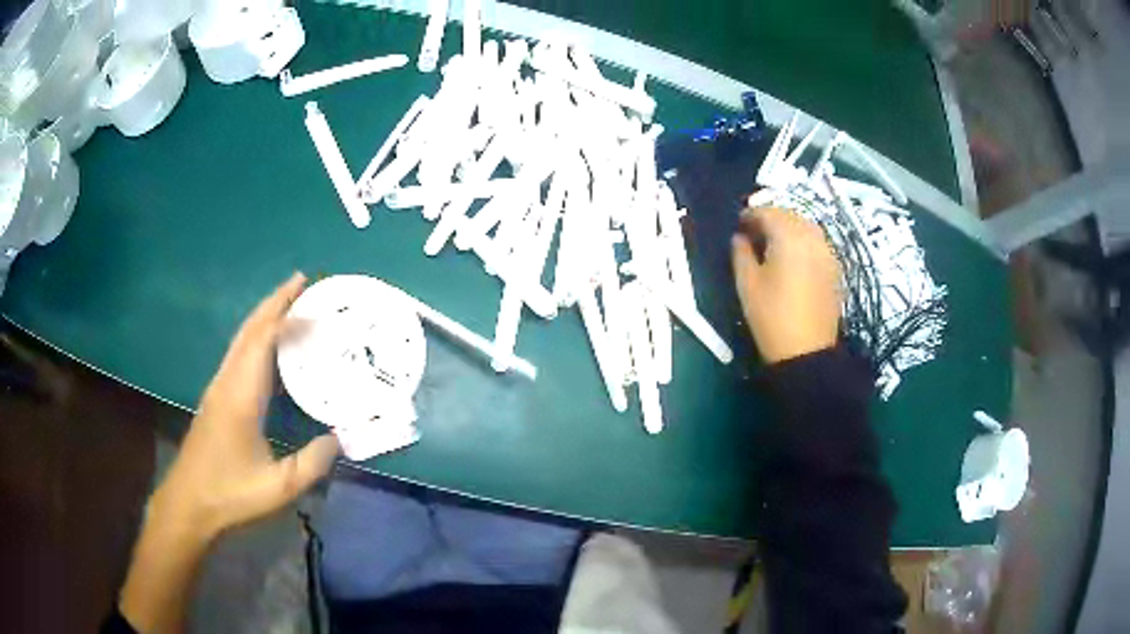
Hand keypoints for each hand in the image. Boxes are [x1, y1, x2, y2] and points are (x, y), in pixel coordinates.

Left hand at [120, 273, 338, 632]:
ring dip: (263, 316)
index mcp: (241, 395)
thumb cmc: (230, 494)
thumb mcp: (278, 487)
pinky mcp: (216, 398)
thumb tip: (339, 438)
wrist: (189, 504)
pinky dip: (256, 337)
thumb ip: (312, 463)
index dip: (288, 316)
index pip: (263, 340)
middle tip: (301, 281)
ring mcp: (218, 388)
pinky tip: (268, 347)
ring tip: (289, 305)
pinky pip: (238, 354)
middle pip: (249, 329)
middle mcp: (227, 381)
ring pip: (241, 339)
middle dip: (274, 301)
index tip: (313, 299)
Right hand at [731, 206, 841, 363]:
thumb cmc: (771, 317)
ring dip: (788, 229)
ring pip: (806, 227)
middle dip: (770, 219)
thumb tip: (740, 237)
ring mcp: (827, 252)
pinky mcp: (834, 268)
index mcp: (788, 237)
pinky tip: (792, 259)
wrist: (806, 353)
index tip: (737, 225)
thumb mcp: (746, 284)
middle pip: (789, 215)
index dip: (749, 215)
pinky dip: (802, 242)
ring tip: (772, 245)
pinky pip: (816, 243)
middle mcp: (812, 237)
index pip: (767, 212)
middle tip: (752, 234)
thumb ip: (740, 252)